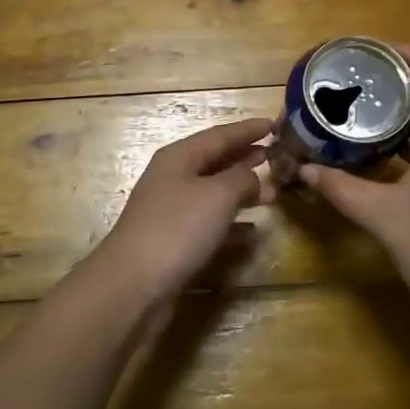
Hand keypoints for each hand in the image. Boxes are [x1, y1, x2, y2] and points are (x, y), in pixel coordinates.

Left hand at [82, 117, 275, 312]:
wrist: (134, 284)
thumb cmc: (177, 228)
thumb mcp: (218, 195)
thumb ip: (242, 178)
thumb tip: (255, 175)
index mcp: (179, 157)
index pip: (219, 135)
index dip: (247, 129)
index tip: (274, 124)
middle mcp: (172, 178)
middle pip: (214, 161)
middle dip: (244, 157)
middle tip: (275, 155)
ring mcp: (171, 211)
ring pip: (213, 192)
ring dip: (241, 190)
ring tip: (271, 193)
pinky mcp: (173, 241)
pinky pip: (209, 223)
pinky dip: (232, 222)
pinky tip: (252, 231)